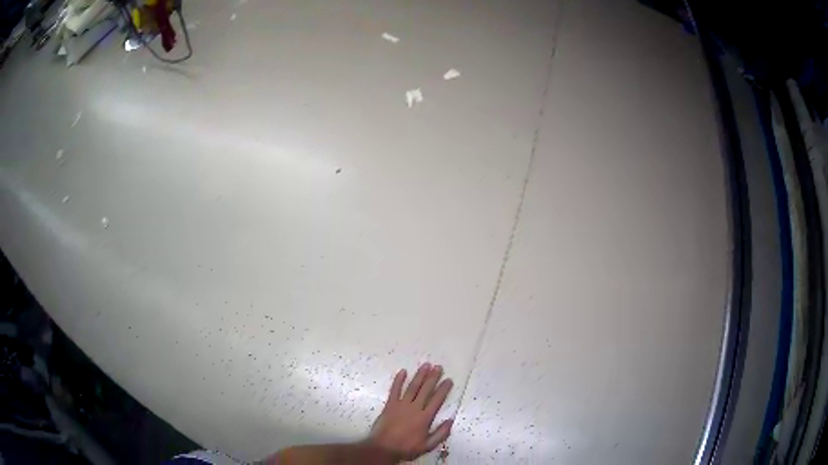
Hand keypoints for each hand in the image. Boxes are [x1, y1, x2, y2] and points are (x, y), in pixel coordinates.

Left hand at [367, 363, 453, 461]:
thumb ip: (440, 434)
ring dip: (419, 375)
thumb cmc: (406, 448)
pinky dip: (398, 380)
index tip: (448, 380)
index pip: (437, 400)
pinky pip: (394, 390)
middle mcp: (414, 408)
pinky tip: (403, 371)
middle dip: (433, 378)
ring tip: (426, 365)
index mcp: (425, 418)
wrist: (383, 448)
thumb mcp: (427, 446)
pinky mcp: (389, 405)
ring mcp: (401, 405)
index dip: (443, 389)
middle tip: (438, 367)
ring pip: (412, 387)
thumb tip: (450, 420)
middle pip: (425, 390)